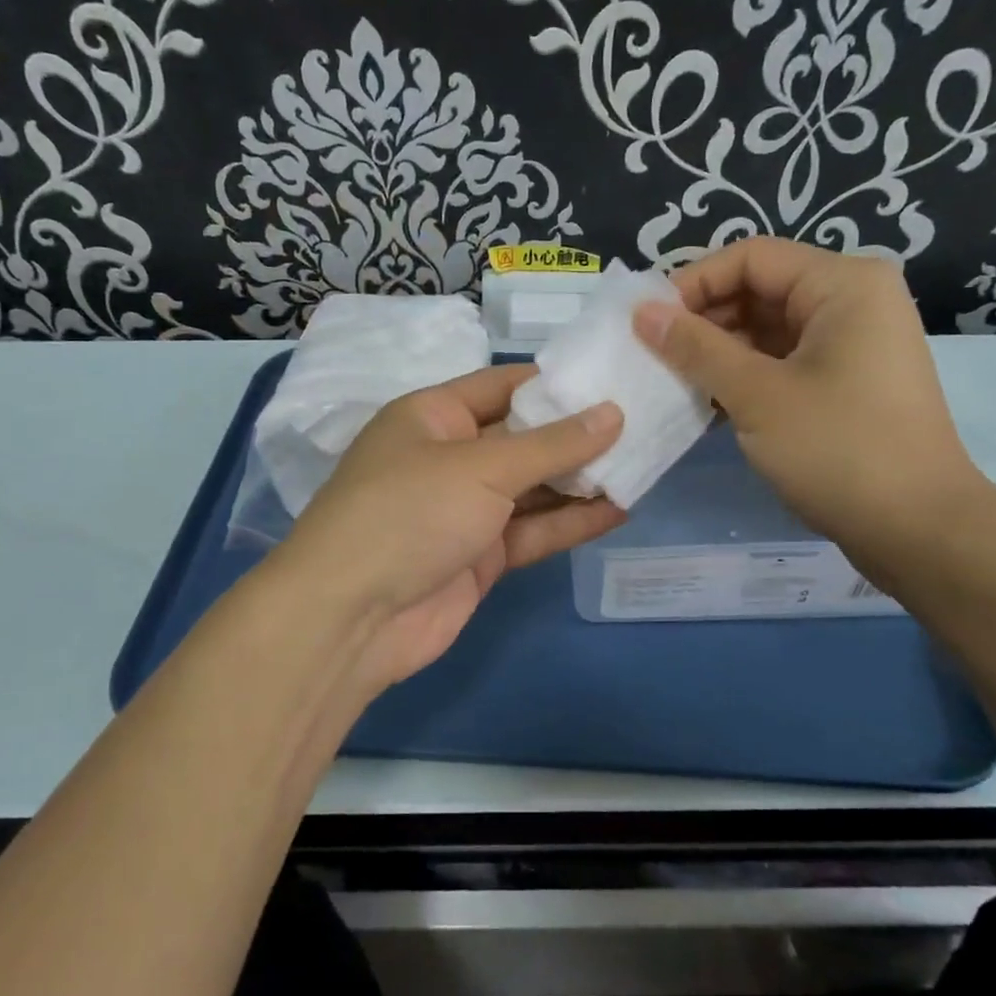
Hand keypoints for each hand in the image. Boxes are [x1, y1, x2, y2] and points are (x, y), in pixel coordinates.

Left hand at [263, 364, 625, 697]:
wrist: (352, 617)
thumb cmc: (409, 513)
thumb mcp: (482, 467)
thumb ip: (552, 445)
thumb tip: (613, 413)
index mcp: (433, 416)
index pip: (503, 385)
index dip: (556, 382)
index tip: (612, 378)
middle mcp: (449, 458)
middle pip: (523, 438)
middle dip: (577, 434)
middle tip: (644, 423)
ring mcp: (464, 510)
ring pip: (532, 488)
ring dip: (580, 481)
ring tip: (642, 465)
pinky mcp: (480, 557)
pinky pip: (531, 532)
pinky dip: (570, 522)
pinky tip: (619, 511)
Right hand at [632, 238, 984, 580]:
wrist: (918, 530)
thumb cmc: (839, 450)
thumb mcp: (757, 395)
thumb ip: (696, 348)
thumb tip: (642, 313)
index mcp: (843, 284)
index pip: (751, 257)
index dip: (693, 283)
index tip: (646, 322)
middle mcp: (852, 301)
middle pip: (760, 290)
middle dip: (703, 320)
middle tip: (652, 355)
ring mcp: (852, 344)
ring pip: (768, 330)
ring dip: (718, 352)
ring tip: (671, 381)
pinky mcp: (845, 382)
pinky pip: (783, 362)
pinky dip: (744, 376)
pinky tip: (706, 402)